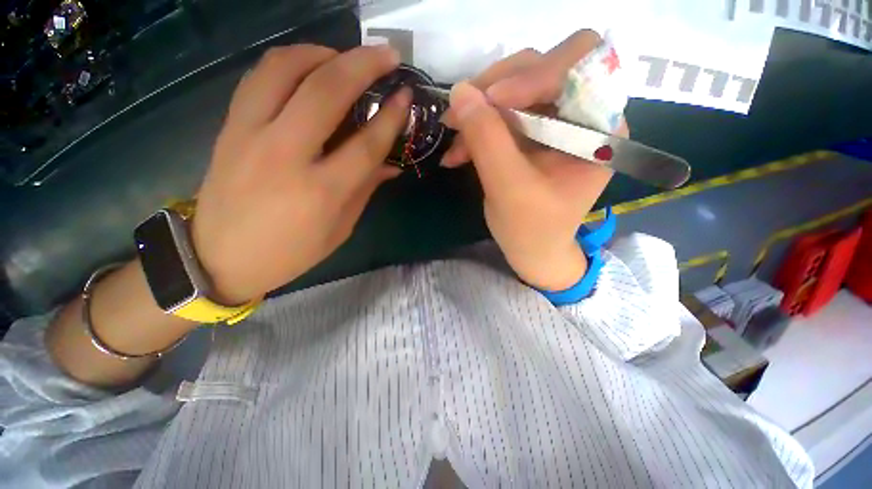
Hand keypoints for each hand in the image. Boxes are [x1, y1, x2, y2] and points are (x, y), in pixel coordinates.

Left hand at [191, 45, 409, 303]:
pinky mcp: (229, 127)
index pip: (366, 144)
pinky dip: (289, 62)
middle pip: (327, 91)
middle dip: (363, 64)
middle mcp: (286, 155)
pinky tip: (308, 67)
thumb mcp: (339, 229)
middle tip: (387, 55)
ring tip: (345, 56)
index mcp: (322, 192)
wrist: (219, 257)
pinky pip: (259, 77)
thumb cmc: (290, 252)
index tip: (405, 97)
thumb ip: (365, 190)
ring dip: (322, 53)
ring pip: (285, 68)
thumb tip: (390, 164)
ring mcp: (250, 135)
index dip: (390, 117)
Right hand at [442, 30, 629, 291]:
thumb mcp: (509, 188)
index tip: (489, 101)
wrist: (532, 250)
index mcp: (600, 129)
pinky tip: (458, 151)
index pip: (579, 65)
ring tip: (453, 136)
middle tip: (458, 114)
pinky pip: (503, 113)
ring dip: (479, 110)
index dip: (533, 73)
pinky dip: (478, 127)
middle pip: (541, 68)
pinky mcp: (531, 134)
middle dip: (495, 89)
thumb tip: (460, 92)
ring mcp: (554, 123)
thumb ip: (487, 140)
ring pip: (515, 88)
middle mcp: (583, 116)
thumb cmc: (531, 229)